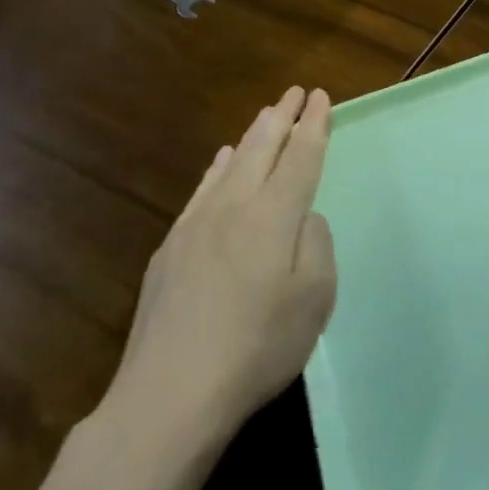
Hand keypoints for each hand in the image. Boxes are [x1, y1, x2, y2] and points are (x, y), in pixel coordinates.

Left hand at [102, 87, 336, 463]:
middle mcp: (233, 208)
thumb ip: (316, 245)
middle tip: (295, 92)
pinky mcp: (170, 251)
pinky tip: (221, 161)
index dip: (313, 125)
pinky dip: (218, 167)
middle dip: (282, 117)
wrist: (169, 396)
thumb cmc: (257, 347)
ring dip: (253, 136)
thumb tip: (302, 219)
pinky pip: (202, 190)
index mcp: (274, 216)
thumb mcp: (315, 299)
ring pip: (229, 164)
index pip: (300, 157)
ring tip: (266, 116)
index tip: (319, 96)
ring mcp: (195, 226)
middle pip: (262, 148)